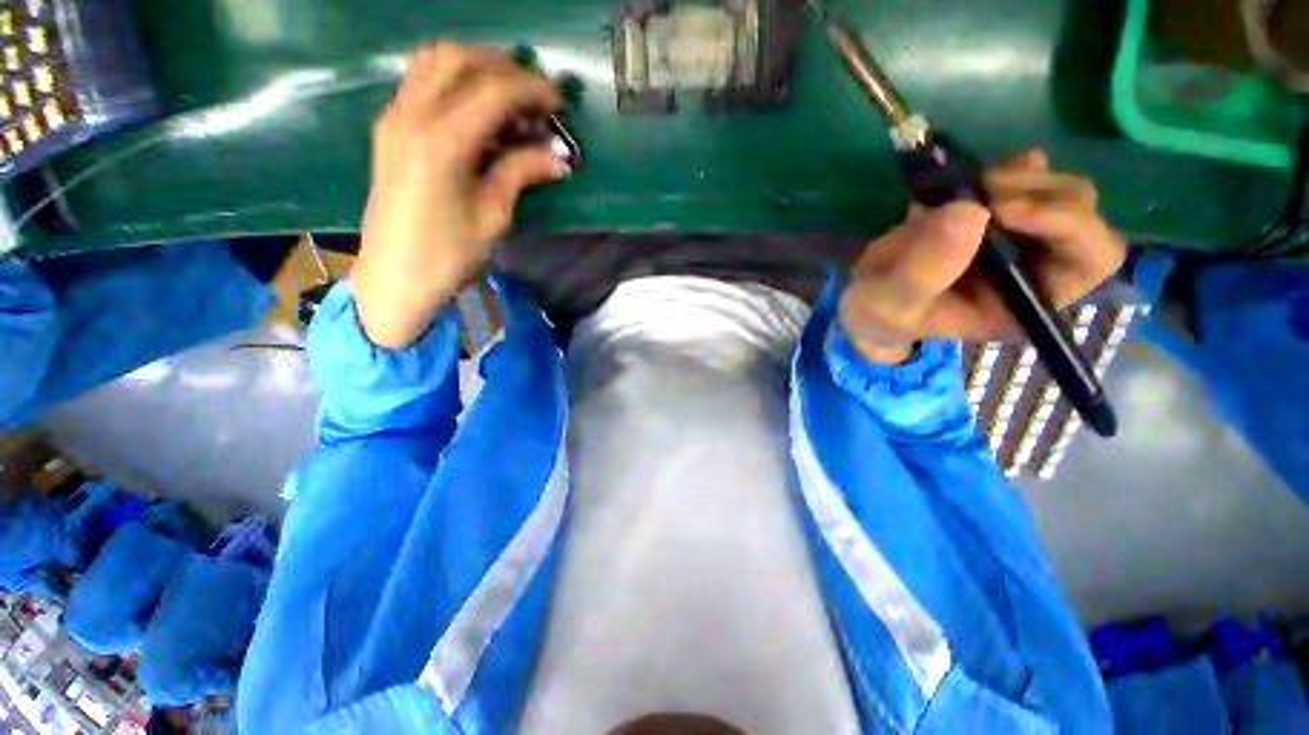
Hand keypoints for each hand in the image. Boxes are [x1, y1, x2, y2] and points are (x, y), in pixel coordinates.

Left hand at [351, 41, 568, 348]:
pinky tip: (476, 113)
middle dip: (504, 68)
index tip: (559, 103)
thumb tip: (558, 157)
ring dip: (476, 68)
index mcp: (442, 140)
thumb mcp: (493, 216)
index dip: (532, 89)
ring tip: (508, 99)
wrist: (395, 277)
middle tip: (534, 98)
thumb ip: (521, 173)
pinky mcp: (390, 127)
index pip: (493, 89)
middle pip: (460, 58)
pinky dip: (454, 82)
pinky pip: (421, 81)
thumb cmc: (448, 255)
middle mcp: (412, 114)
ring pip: (435, 61)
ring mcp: (395, 116)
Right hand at [839, 150, 1126, 363]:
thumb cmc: (881, 312)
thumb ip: (921, 273)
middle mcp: (1037, 269)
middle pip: (1084, 215)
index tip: (1002, 211)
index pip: (1090, 260)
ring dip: (1018, 178)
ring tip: (963, 189)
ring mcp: (1021, 237)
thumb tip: (970, 211)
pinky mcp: (1000, 212)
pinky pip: (1031, 175)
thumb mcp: (891, 305)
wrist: (867, 296)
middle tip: (980, 192)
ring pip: (1060, 189)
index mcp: (1026, 304)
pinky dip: (1008, 167)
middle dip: (1038, 195)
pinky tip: (971, 178)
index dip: (1066, 226)